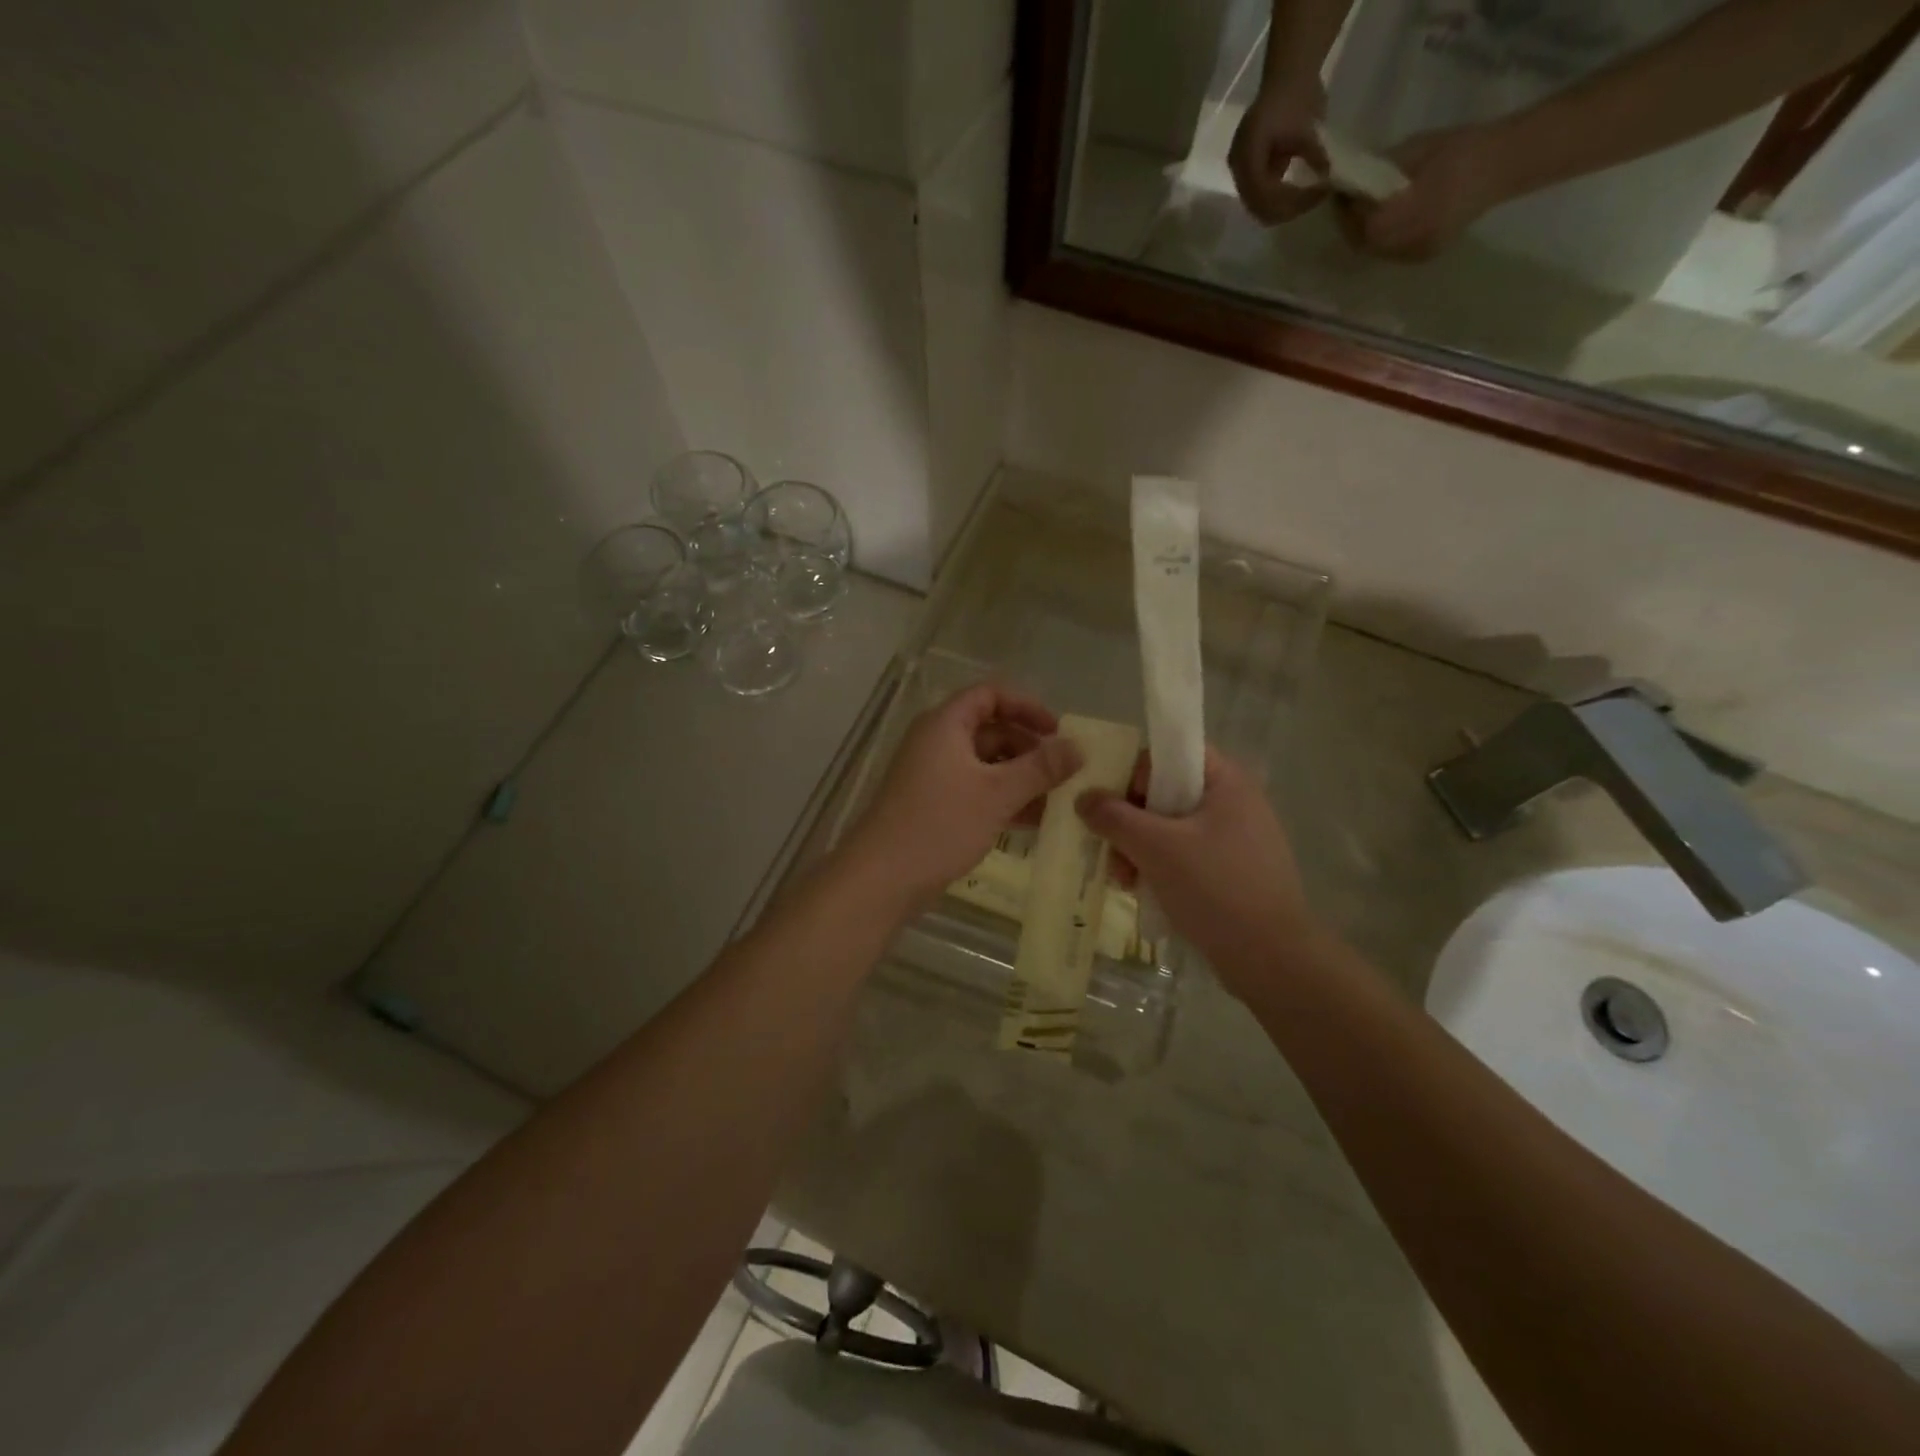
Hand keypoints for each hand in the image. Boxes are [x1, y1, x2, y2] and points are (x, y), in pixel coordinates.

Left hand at [843, 684, 1081, 915]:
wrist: (882, 878)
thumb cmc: (940, 824)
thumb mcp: (998, 793)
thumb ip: (1040, 768)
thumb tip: (1078, 747)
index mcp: (946, 724)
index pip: (990, 695)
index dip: (1026, 706)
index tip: (1058, 730)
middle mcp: (937, 742)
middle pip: (990, 729)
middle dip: (1029, 748)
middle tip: (1063, 772)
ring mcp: (933, 775)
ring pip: (986, 764)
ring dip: (1020, 777)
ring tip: (1056, 800)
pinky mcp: (933, 804)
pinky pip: (976, 789)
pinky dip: (1003, 798)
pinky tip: (1032, 821)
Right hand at [1076, 749, 1320, 995]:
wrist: (1272, 960)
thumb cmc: (1215, 889)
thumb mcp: (1156, 847)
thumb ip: (1114, 817)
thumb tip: (1082, 797)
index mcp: (1226, 782)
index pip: (1172, 752)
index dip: (1137, 771)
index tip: (1113, 802)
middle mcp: (1233, 803)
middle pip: (1165, 793)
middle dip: (1129, 820)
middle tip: (1108, 847)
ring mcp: (1234, 840)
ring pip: (1170, 828)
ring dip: (1138, 848)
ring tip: (1121, 879)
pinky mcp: (1230, 873)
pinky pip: (1183, 856)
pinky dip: (1158, 868)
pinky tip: (1139, 891)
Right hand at [1229, 80, 1329, 224]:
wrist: (1287, 76)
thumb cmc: (1296, 95)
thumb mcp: (1308, 126)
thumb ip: (1314, 154)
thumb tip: (1326, 177)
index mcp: (1247, 155)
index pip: (1265, 193)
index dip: (1292, 199)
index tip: (1319, 192)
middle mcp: (1238, 168)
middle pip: (1259, 207)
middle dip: (1288, 209)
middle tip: (1315, 198)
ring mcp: (1241, 172)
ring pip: (1260, 208)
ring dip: (1284, 208)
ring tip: (1308, 197)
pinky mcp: (1248, 174)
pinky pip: (1261, 199)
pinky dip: (1280, 200)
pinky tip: (1299, 191)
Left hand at [1335, 126, 1515, 260]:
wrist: (1502, 164)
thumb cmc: (1459, 148)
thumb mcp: (1415, 150)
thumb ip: (1380, 170)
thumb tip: (1351, 179)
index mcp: (1410, 213)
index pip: (1362, 225)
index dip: (1346, 213)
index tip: (1340, 195)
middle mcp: (1410, 241)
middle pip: (1364, 243)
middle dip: (1350, 226)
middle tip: (1347, 206)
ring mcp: (1417, 253)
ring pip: (1376, 251)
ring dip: (1364, 235)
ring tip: (1363, 213)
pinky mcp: (1424, 257)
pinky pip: (1391, 253)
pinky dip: (1381, 240)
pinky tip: (1384, 222)